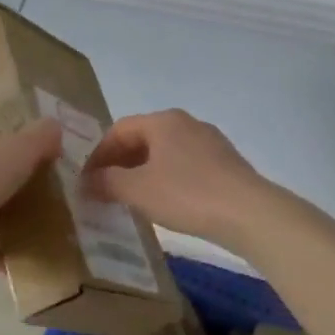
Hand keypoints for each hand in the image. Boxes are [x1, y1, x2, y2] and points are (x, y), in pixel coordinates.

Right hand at [84, 110, 271, 248]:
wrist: (249, 213)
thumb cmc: (186, 194)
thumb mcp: (137, 190)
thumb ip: (107, 182)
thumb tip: (87, 181)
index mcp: (163, 121)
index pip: (118, 130)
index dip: (97, 155)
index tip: (85, 180)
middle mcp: (186, 123)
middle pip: (142, 139)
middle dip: (119, 163)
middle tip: (104, 189)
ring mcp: (210, 142)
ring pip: (164, 152)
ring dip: (142, 172)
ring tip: (130, 198)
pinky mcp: (225, 163)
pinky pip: (184, 165)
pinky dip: (166, 179)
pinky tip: (164, 202)